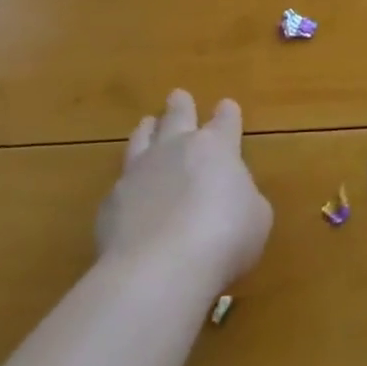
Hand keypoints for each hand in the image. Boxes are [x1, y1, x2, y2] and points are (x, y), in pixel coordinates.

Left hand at [95, 90, 272, 284]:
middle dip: (180, 106)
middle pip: (177, 116)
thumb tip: (231, 200)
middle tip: (177, 95)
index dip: (228, 114)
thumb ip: (244, 199)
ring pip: (141, 140)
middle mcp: (176, 149)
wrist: (159, 270)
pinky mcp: (110, 204)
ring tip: (146, 124)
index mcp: (217, 147)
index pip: (225, 120)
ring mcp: (139, 173)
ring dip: (147, 131)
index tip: (226, 106)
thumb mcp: (256, 217)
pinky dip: (128, 183)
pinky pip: (121, 183)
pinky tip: (129, 191)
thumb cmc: (225, 236)